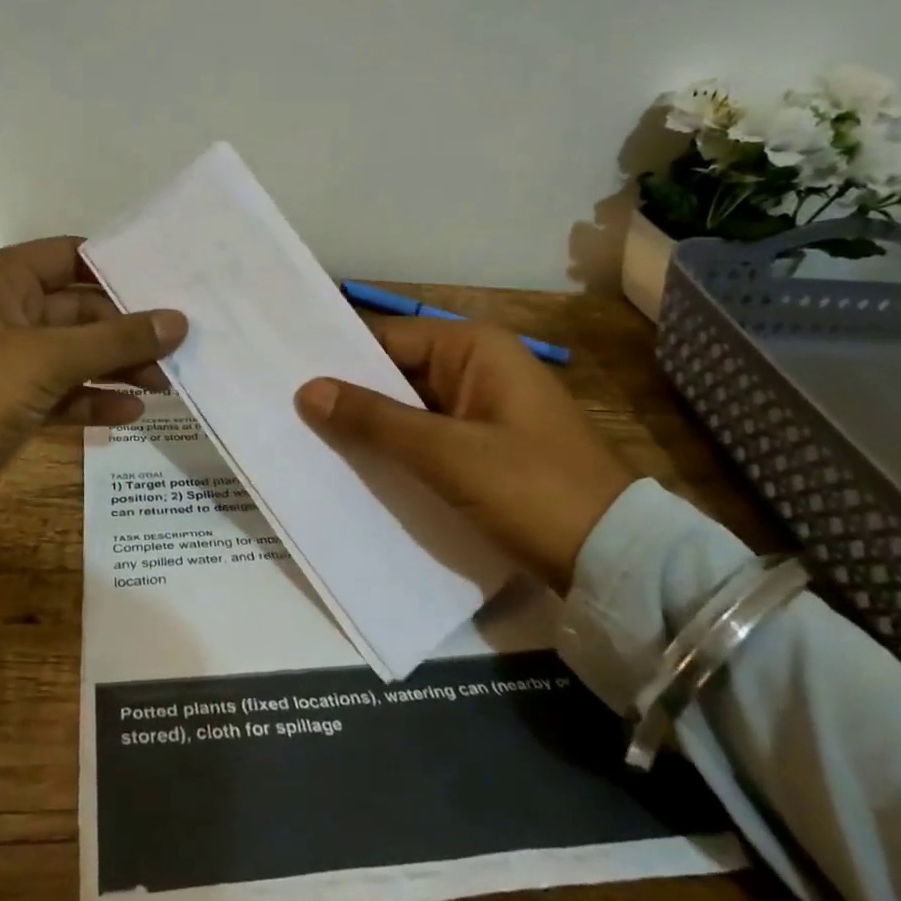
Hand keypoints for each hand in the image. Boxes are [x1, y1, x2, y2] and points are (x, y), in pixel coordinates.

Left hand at [0, 237, 185, 550]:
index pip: (69, 256)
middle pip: (78, 310)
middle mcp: (3, 316)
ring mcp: (5, 366)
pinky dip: (94, 400)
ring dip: (117, 366)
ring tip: (167, 381)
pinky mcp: (9, 409)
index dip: (116, 265)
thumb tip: (177, 321)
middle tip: (181, 342)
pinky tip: (132, 413)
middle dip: (127, 328)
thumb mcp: (46, 359)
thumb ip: (116, 339)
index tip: (170, 277)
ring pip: (74, 355)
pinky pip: (62, 394)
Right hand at [295, 318, 632, 592]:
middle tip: (286, 412)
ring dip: (371, 427)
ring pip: (409, 408)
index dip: (338, 359)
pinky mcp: (485, 447)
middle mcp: (478, 367)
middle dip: (350, 396)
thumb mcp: (444, 453)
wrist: (615, 560)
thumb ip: (373, 419)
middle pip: (396, 373)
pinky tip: (356, 466)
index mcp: (474, 347)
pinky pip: (428, 437)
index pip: (387, 339)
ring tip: (306, 439)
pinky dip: (397, 450)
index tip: (286, 376)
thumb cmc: (530, 489)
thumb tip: (307, 390)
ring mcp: (483, 408)